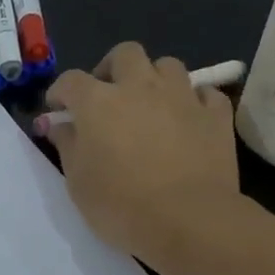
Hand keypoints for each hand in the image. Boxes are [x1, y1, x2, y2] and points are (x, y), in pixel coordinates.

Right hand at [42, 43, 243, 264]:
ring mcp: (182, 97)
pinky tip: (187, 119)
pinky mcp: (216, 115)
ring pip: (167, 65)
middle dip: (112, 69)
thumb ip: (67, 145)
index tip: (58, 110)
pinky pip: (204, 93)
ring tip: (149, 105)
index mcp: (98, 102)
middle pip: (125, 54)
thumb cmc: (119, 204)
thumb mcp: (77, 181)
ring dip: (154, 79)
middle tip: (107, 96)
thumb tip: (59, 125)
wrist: (188, 220)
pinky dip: (192, 101)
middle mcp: (139, 87)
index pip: (70, 80)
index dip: (60, 92)